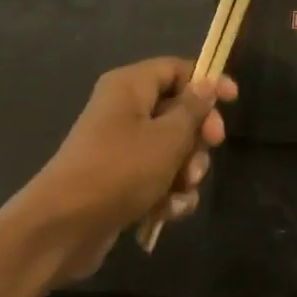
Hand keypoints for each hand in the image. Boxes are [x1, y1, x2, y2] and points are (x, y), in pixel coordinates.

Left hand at [18, 58, 236, 281]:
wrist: (62, 227)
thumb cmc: (119, 170)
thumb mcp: (167, 138)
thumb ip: (193, 109)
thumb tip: (207, 83)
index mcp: (130, 86)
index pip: (176, 69)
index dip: (207, 82)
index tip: (234, 101)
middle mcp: (124, 110)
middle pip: (177, 111)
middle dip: (197, 137)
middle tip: (209, 150)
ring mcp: (121, 148)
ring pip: (171, 150)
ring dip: (186, 171)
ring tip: (182, 189)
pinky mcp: (120, 181)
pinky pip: (157, 177)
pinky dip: (167, 193)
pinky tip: (167, 212)